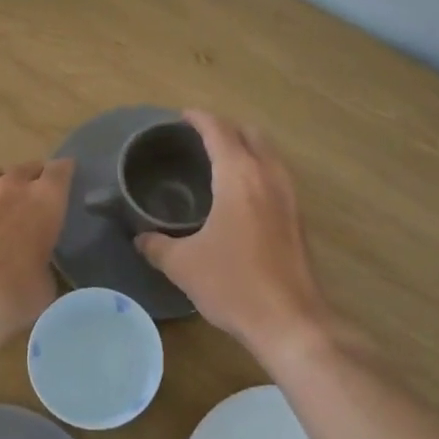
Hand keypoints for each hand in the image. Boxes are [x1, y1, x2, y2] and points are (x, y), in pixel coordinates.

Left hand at [0, 159, 74, 349]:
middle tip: (33, 190)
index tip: (66, 176)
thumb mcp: (46, 285)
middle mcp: (12, 189)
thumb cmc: (16, 295)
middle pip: (24, 166)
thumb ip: (44, 265)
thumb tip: (37, 268)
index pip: (60, 170)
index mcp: (45, 202)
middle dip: (31, 174)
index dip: (64, 170)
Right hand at [134, 112, 330, 363]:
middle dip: (226, 128)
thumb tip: (140, 238)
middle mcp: (268, 176)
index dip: (199, 118)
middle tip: (199, 139)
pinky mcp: (298, 218)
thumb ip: (157, 245)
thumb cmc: (233, 284)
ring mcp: (289, 196)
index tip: (182, 117)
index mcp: (239, 176)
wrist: (290, 322)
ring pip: (268, 154)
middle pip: (250, 133)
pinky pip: (276, 175)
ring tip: (220, 162)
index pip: (219, 130)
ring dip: (246, 147)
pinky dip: (258, 169)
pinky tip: (241, 195)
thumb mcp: (183, 265)